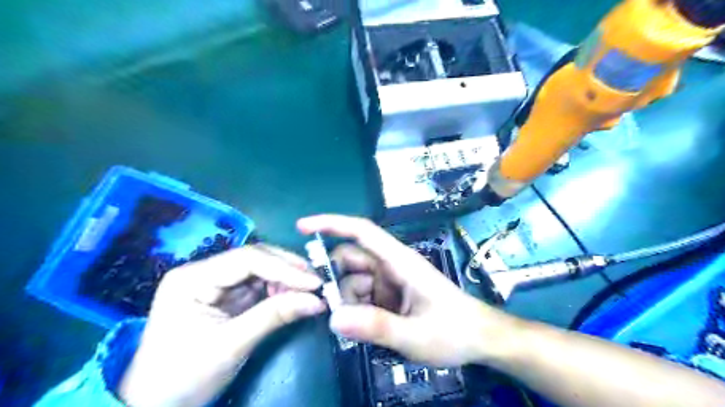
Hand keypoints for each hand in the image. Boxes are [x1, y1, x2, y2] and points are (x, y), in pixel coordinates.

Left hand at [119, 244, 325, 406]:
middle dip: (288, 270)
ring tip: (310, 292)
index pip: (247, 260)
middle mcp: (204, 272)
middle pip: (255, 259)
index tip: (314, 281)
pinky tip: (295, 296)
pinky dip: (280, 289)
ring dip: (287, 279)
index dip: (284, 268)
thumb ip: (275, 317)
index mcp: (193, 278)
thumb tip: (317, 301)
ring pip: (261, 270)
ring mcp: (216, 283)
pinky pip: (260, 285)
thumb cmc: (184, 377)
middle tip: (317, 283)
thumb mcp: (231, 345)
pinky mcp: (227, 296)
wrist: (156, 406)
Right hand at [294, 214, 508, 367]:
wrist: (480, 339)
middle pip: (351, 260)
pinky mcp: (389, 295)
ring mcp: (389, 280)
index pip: (362, 232)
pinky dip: (356, 310)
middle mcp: (391, 265)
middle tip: (332, 310)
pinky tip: (366, 329)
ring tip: (360, 328)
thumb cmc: (454, 331)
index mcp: (400, 261)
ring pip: (353, 281)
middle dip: (336, 281)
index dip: (332, 224)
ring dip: (347, 302)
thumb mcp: (415, 335)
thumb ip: (377, 326)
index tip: (303, 227)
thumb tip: (333, 317)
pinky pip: (362, 296)